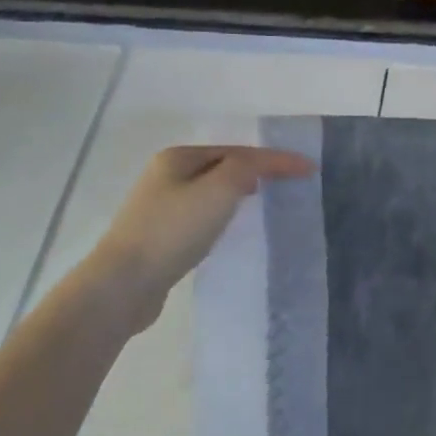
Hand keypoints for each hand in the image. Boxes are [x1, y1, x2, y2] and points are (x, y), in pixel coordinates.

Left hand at [92, 145, 312, 330]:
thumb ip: (245, 170)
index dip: (276, 159)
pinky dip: (223, 216)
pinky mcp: (160, 237)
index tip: (310, 169)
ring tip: (263, 202)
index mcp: (178, 157)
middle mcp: (166, 175)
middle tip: (288, 183)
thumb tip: (254, 170)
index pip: (238, 152)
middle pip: (222, 167)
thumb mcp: (218, 190)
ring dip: (239, 193)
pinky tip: (230, 229)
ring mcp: (160, 207)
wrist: (125, 283)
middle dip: (256, 171)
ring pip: (211, 192)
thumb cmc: (173, 231)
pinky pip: (201, 217)